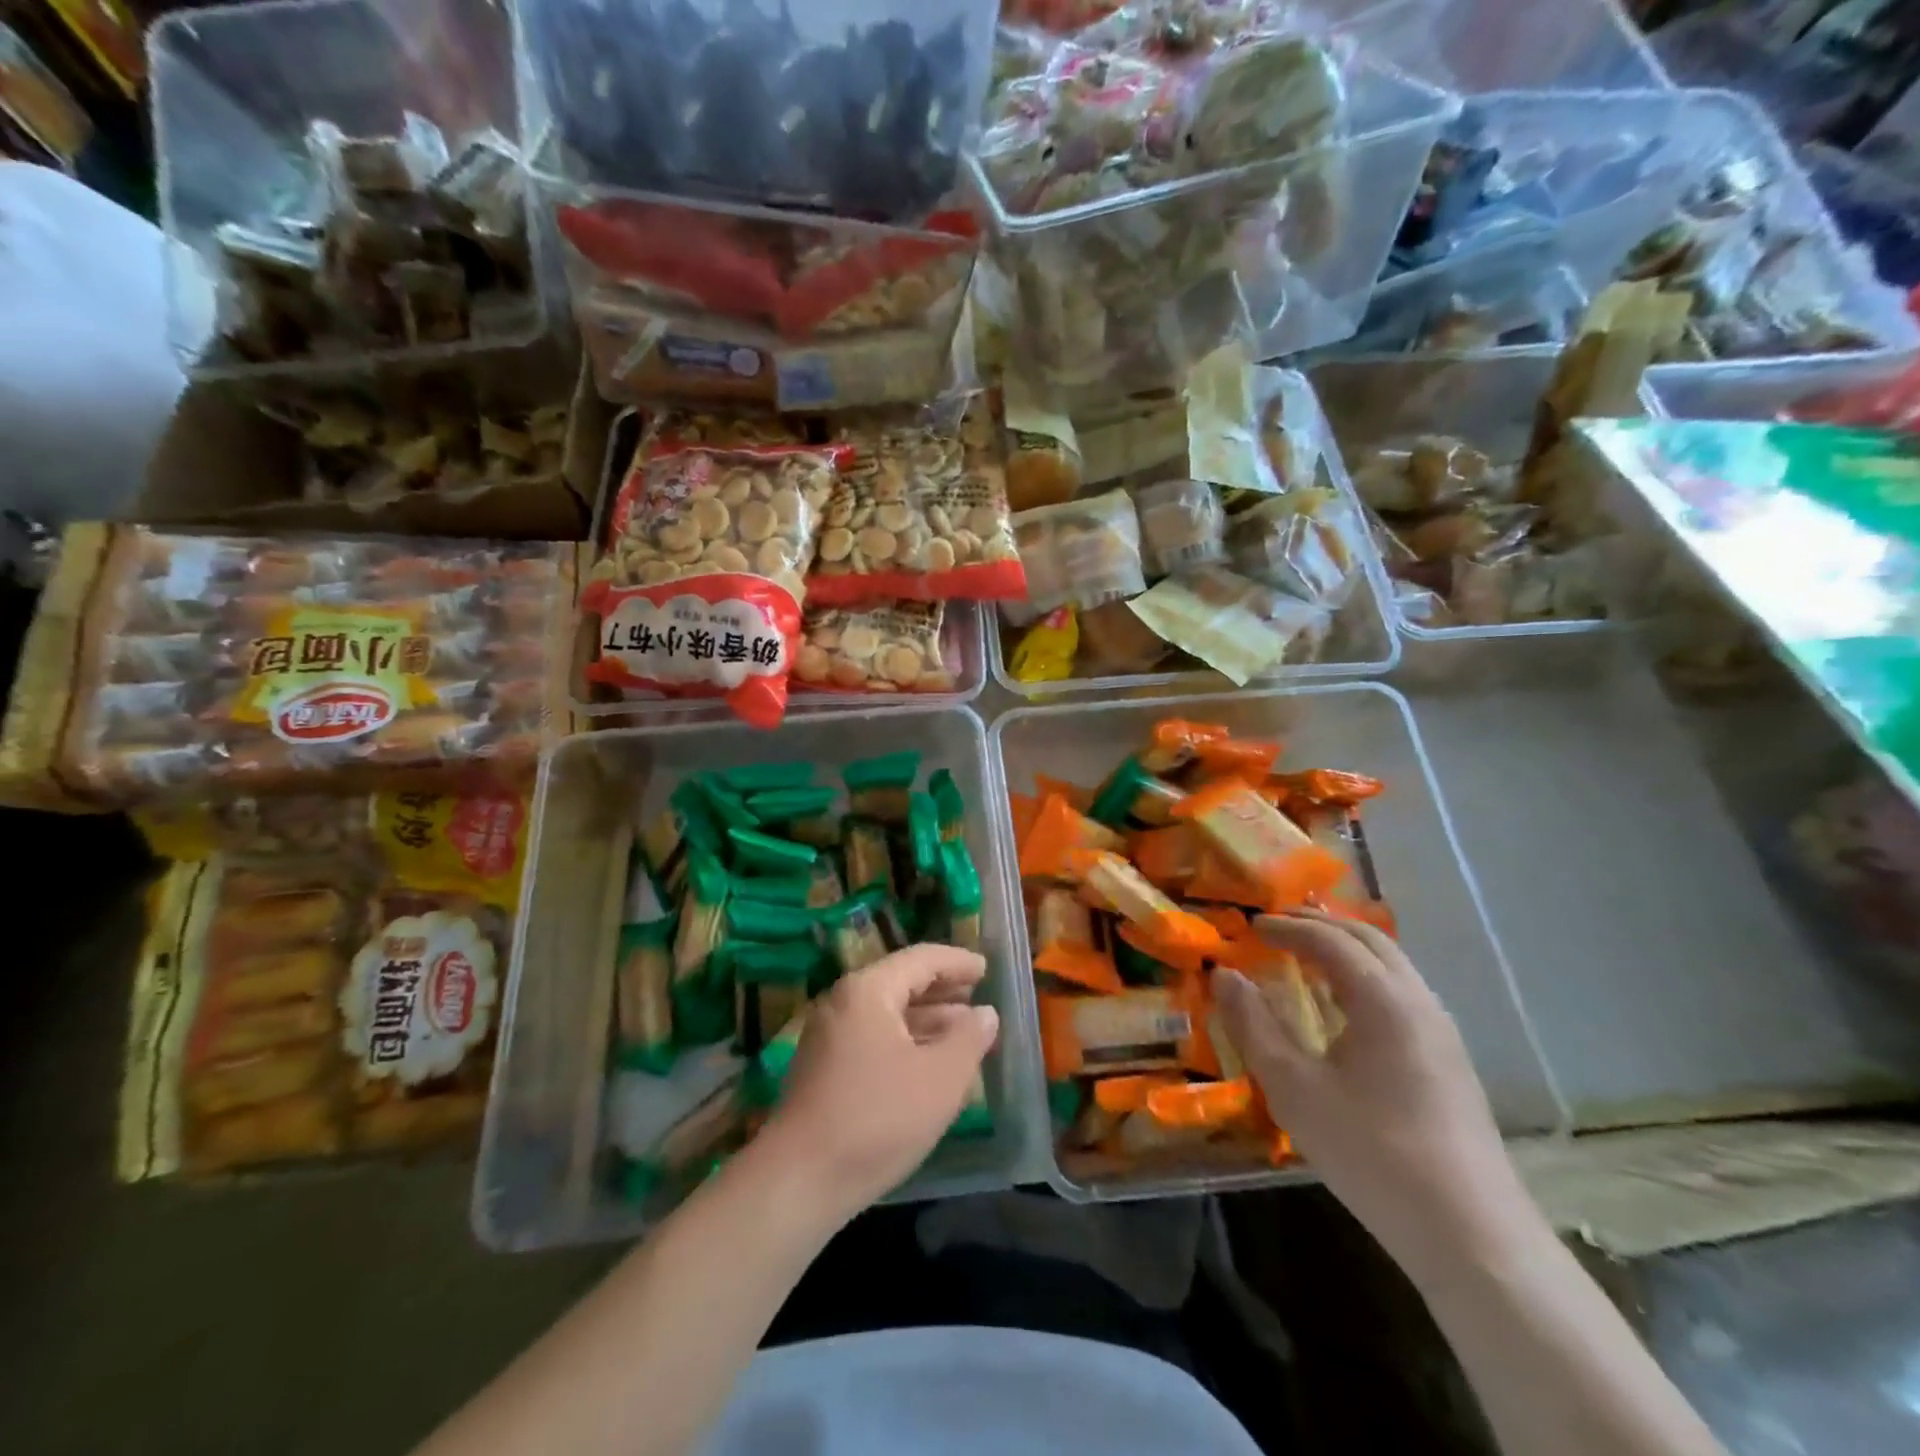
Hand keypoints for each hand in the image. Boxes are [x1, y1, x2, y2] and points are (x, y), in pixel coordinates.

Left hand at [757, 944, 998, 1224]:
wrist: (799, 1181)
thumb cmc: (878, 1119)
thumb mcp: (940, 1078)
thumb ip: (969, 1039)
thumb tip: (985, 1013)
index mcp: (868, 990)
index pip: (921, 960)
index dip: (957, 963)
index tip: (987, 968)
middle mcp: (843, 1002)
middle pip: (901, 982)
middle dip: (943, 990)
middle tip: (978, 997)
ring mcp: (828, 1036)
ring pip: (887, 1013)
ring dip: (926, 1019)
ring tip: (963, 1030)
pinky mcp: (823, 1068)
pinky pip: (873, 1037)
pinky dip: (905, 1040)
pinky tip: (928, 1062)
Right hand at [1215, 912, 1528, 1261]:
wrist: (1470, 1233)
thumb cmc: (1371, 1152)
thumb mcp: (1294, 1088)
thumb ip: (1253, 1025)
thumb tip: (1225, 975)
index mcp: (1382, 999)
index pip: (1329, 939)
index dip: (1287, 926)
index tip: (1252, 926)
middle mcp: (1418, 1001)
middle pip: (1368, 940)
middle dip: (1320, 925)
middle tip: (1278, 926)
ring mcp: (1442, 1031)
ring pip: (1392, 965)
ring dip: (1347, 949)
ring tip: (1307, 957)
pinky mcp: (1450, 1061)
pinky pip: (1403, 993)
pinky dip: (1366, 977)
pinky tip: (1346, 1008)